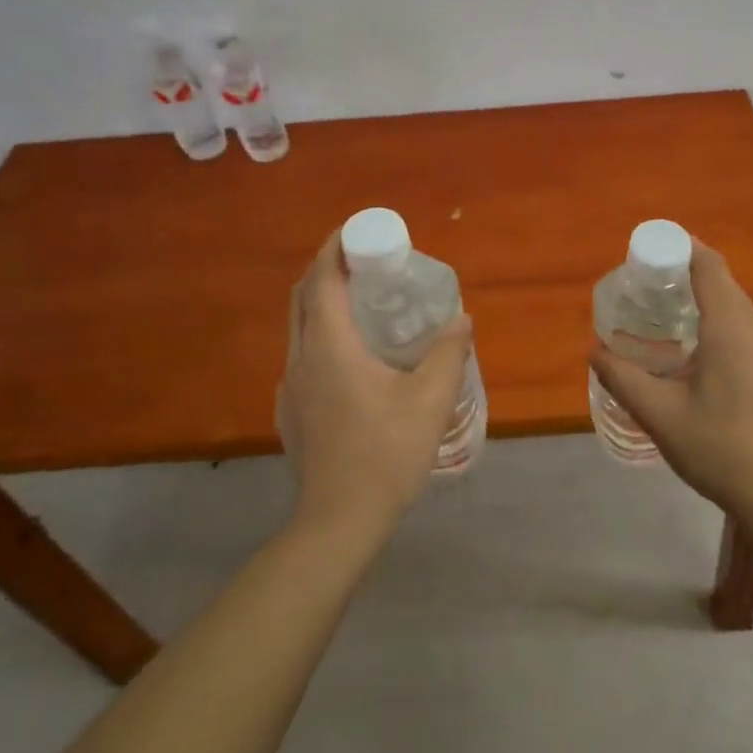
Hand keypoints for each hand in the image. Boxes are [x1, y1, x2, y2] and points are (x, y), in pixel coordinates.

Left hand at [276, 232, 473, 535]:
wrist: (338, 521)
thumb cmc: (386, 453)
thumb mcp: (430, 400)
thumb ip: (449, 353)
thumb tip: (461, 320)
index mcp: (330, 347)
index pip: (322, 280)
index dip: (335, 249)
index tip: (357, 231)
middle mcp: (301, 359)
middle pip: (303, 298)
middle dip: (328, 271)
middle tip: (365, 264)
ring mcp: (291, 387)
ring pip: (300, 328)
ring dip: (324, 305)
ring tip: (364, 306)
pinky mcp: (291, 411)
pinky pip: (303, 356)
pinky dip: (323, 337)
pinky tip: (354, 360)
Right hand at [589, 242, 752, 517]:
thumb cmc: (715, 448)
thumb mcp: (658, 414)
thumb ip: (622, 378)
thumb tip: (595, 352)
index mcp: (731, 330)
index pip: (711, 268)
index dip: (686, 248)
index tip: (660, 247)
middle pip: (728, 288)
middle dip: (695, 279)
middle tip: (659, 289)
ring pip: (745, 314)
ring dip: (715, 309)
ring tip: (682, 327)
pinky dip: (733, 334)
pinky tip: (716, 365)